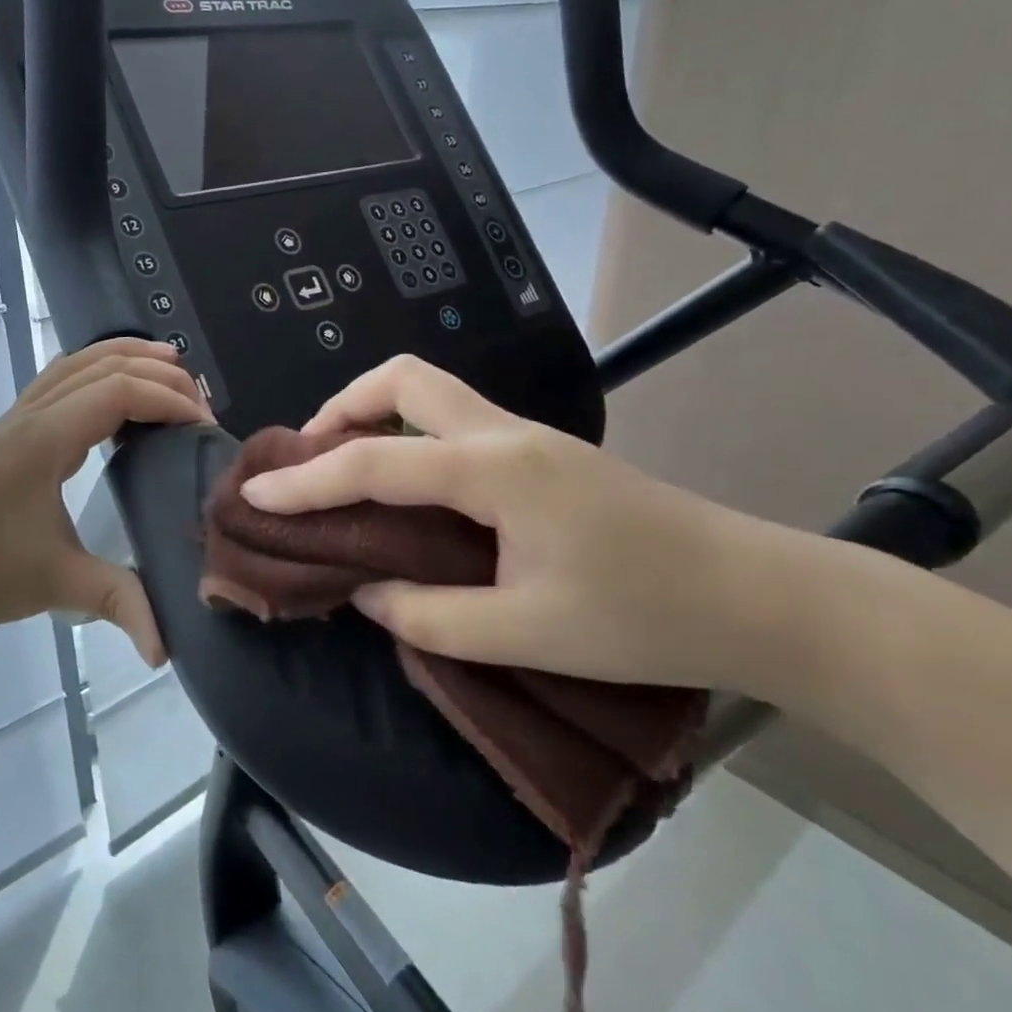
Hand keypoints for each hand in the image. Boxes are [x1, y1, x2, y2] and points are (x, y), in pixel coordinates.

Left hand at [0, 337, 210, 663]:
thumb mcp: (57, 585)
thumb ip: (119, 603)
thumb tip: (168, 650)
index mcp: (45, 439)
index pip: (118, 392)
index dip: (167, 399)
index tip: (204, 426)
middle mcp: (31, 416)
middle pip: (101, 365)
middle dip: (155, 373)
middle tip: (199, 400)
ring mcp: (15, 420)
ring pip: (75, 364)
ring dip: (124, 358)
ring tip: (169, 366)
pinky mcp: (9, 434)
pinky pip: (58, 381)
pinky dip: (95, 371)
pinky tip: (111, 390)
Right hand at [238, 355, 795, 692]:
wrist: (757, 596)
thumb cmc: (643, 616)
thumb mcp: (525, 632)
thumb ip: (428, 614)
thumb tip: (365, 591)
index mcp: (492, 470)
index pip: (373, 462)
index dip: (305, 481)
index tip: (254, 495)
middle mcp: (503, 433)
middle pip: (403, 379)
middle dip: (342, 407)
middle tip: (312, 460)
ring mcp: (527, 435)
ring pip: (430, 390)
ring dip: (375, 414)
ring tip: (347, 468)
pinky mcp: (541, 451)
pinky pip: (452, 419)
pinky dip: (408, 434)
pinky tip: (407, 485)